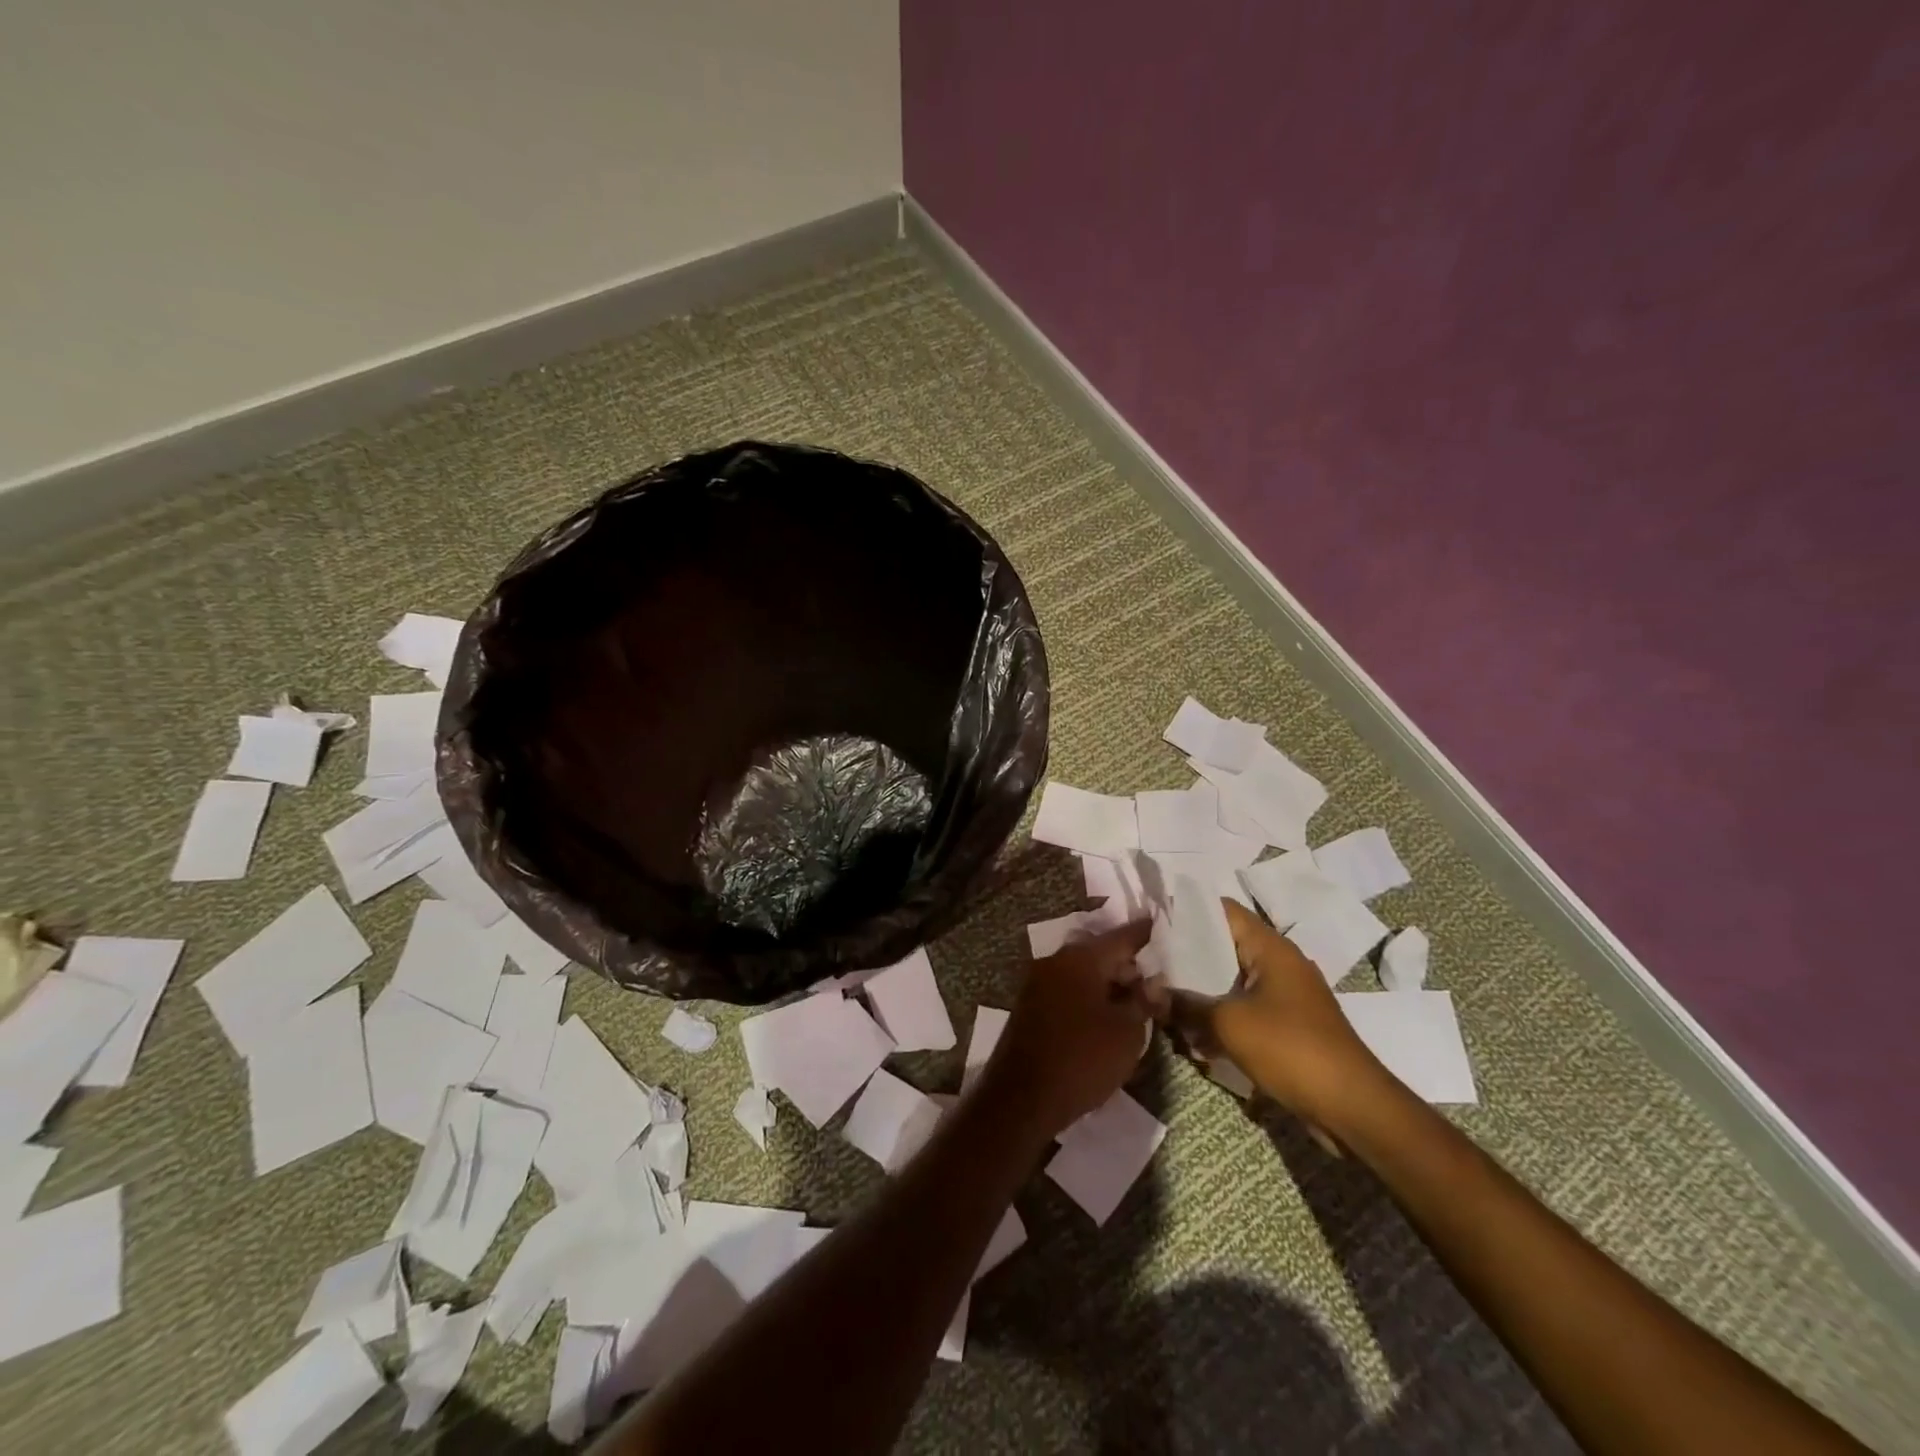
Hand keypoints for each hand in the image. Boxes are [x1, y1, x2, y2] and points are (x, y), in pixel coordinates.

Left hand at [979, 920, 1154, 1140]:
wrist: (1022, 1097)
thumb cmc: (1082, 1059)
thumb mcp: (1127, 1033)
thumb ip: (1143, 1001)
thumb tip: (1152, 982)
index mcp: (1081, 959)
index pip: (1121, 937)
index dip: (1144, 934)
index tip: (1160, 926)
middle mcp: (1056, 961)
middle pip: (1100, 953)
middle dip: (1127, 965)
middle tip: (1154, 981)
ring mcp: (1039, 982)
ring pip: (1083, 973)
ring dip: (1108, 983)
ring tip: (1134, 1002)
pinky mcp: (1030, 1006)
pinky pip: (1068, 990)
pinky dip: (1089, 997)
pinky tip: (1106, 1016)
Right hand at [1154, 900, 1394, 1133]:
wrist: (1354, 1108)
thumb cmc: (1291, 1049)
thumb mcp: (1228, 1023)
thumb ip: (1185, 1003)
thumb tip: (1150, 992)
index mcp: (1271, 948)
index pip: (1222, 910)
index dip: (1186, 909)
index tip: (1152, 920)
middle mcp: (1280, 964)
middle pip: (1224, 945)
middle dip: (1185, 956)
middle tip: (1147, 962)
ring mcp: (1287, 996)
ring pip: (1232, 981)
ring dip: (1201, 991)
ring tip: (1162, 1001)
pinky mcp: (1289, 1026)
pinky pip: (1245, 1009)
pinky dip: (1221, 1016)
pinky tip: (1193, 1037)